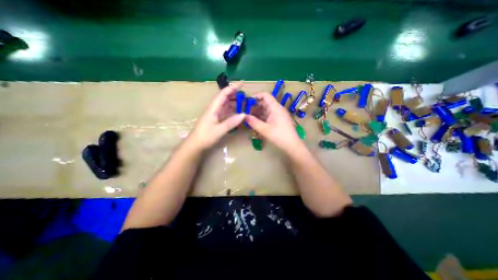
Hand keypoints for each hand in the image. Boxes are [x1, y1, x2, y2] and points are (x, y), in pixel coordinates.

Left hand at [188, 82, 245, 149]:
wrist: (195, 145)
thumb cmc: (205, 137)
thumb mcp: (219, 130)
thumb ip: (231, 122)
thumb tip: (244, 114)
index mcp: (213, 108)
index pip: (223, 94)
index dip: (232, 87)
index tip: (242, 83)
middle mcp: (214, 109)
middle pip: (224, 97)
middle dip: (234, 93)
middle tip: (245, 94)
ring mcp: (215, 114)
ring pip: (225, 104)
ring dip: (233, 101)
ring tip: (243, 101)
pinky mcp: (216, 119)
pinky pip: (225, 111)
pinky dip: (232, 109)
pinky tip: (237, 111)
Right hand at [245, 91, 301, 153]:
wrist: (292, 145)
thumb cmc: (279, 136)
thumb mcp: (264, 129)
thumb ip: (253, 122)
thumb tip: (244, 116)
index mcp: (276, 108)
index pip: (266, 95)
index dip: (256, 96)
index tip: (247, 101)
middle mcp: (278, 109)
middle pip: (265, 102)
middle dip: (255, 105)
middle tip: (246, 110)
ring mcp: (279, 114)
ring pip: (267, 109)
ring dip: (258, 112)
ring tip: (249, 117)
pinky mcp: (279, 120)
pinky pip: (269, 115)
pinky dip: (262, 116)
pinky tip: (256, 121)